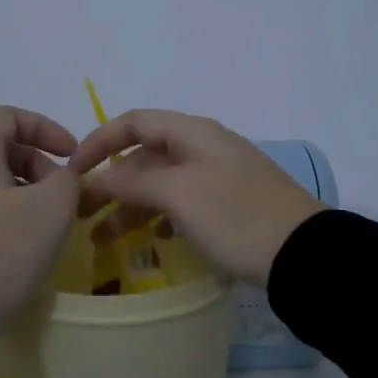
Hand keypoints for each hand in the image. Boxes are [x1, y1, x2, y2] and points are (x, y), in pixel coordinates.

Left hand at [0, 107, 81, 345]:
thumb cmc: (0, 252)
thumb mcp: (51, 210)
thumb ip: (66, 180)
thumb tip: (59, 177)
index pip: (7, 116)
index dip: (45, 127)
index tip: (72, 156)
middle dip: (37, 164)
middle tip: (61, 198)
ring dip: (21, 193)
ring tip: (43, 227)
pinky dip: (0, 215)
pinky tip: (16, 250)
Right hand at [68, 110, 324, 288]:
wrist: (304, 255)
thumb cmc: (235, 216)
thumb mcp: (179, 194)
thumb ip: (133, 180)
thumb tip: (98, 176)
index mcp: (192, 133)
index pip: (133, 122)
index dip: (99, 141)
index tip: (72, 172)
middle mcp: (203, 147)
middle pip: (144, 156)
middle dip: (110, 182)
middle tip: (81, 214)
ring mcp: (218, 177)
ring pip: (161, 184)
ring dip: (130, 207)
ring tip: (103, 239)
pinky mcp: (229, 205)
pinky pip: (182, 204)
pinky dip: (160, 218)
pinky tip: (151, 240)